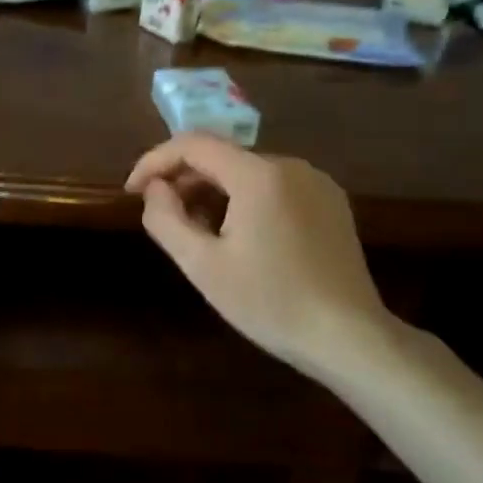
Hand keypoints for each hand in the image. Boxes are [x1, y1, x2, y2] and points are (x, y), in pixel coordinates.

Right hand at [126, 133, 395, 379]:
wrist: (350, 338)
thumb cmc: (270, 302)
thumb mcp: (203, 266)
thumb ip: (166, 219)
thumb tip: (155, 189)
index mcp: (259, 175)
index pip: (193, 144)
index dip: (154, 161)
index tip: (132, 191)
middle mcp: (290, 165)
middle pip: (222, 157)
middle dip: (184, 180)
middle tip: (161, 215)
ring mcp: (316, 182)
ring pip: (248, 172)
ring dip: (214, 191)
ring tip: (197, 230)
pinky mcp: (331, 203)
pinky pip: (275, 187)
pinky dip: (246, 199)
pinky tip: (240, 236)